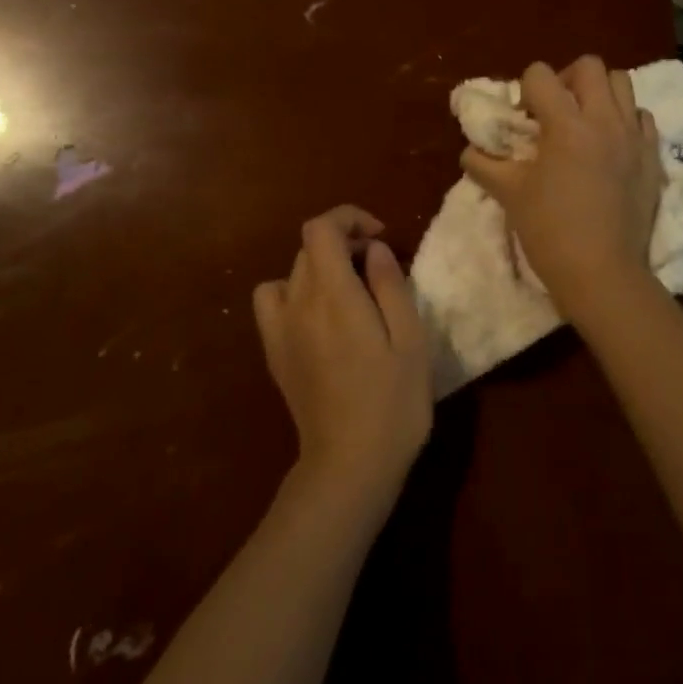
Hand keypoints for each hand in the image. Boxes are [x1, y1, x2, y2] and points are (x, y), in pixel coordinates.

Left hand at [252, 207, 432, 504]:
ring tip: (349, 291)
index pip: (321, 228)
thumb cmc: (393, 402)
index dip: (349, 218)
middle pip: (309, 247)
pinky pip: (272, 300)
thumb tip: (374, 249)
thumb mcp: (411, 340)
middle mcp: (299, 303)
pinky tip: (318, 316)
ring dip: (321, 267)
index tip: (380, 237)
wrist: (349, 465)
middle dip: (344, 243)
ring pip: (292, 271)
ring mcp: (280, 328)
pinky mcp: (274, 352)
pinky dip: (293, 292)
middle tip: (378, 269)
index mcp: (334, 295)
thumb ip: (390, 285)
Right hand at [460, 57, 663, 321]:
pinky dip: (625, 120)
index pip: (541, 74)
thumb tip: (470, 151)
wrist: (602, 273)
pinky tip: (610, 145)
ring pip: (622, 83)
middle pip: (589, 66)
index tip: (523, 119)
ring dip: (599, 93)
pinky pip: (642, 118)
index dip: (525, 89)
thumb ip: (484, 165)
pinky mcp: (653, 158)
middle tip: (554, 111)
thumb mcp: (509, 194)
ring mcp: (633, 137)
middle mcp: (604, 120)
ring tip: (584, 122)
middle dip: (566, 79)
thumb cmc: (550, 231)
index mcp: (566, 124)